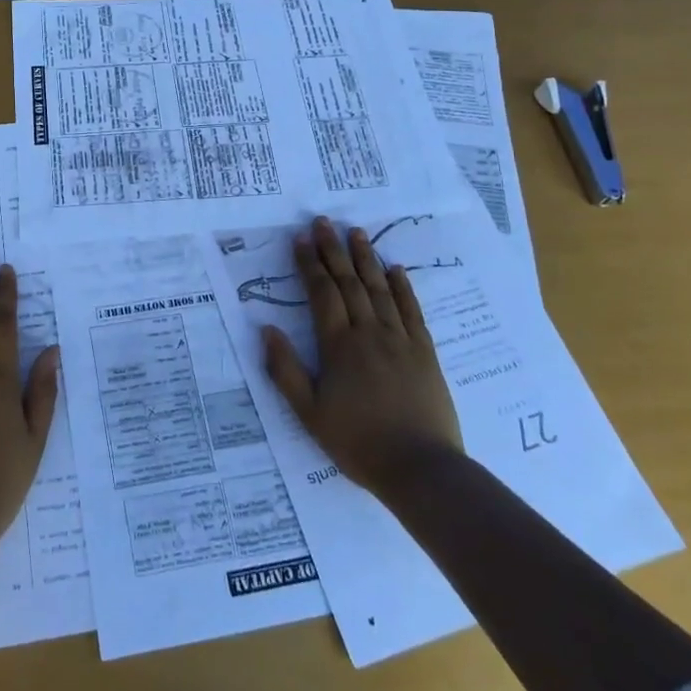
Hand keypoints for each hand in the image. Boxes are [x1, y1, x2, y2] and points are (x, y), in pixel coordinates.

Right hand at [262, 217, 462, 500]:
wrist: (421, 468)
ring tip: (355, 232)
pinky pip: (411, 310)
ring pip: (379, 289)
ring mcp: (400, 340)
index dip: (310, 265)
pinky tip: (395, 269)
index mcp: (338, 346)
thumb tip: (266, 330)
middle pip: (349, 283)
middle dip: (333, 250)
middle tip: (323, 222)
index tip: (300, 240)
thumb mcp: (309, 414)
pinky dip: (402, 287)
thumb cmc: (358, 443)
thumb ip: (285, 370)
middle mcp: (369, 333)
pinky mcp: (425, 352)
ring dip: (366, 259)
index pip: (321, 294)